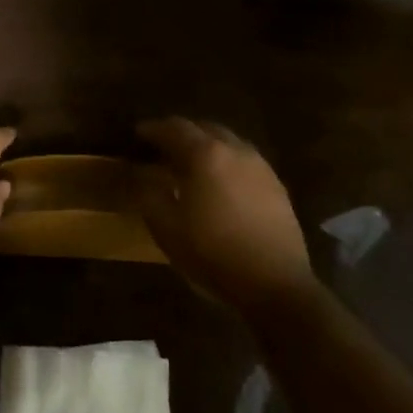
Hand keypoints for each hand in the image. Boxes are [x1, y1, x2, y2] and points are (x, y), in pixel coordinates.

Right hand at [135, 117, 320, 308]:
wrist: (275, 284)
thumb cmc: (212, 253)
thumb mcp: (166, 226)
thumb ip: (148, 191)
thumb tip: (140, 170)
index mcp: (206, 154)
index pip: (174, 128)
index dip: (152, 129)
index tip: (136, 134)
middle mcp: (235, 150)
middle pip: (203, 128)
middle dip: (180, 133)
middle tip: (161, 148)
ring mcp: (260, 166)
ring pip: (227, 142)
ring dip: (205, 146)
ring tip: (189, 165)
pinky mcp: (276, 186)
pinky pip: (244, 160)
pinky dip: (225, 161)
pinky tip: (218, 183)